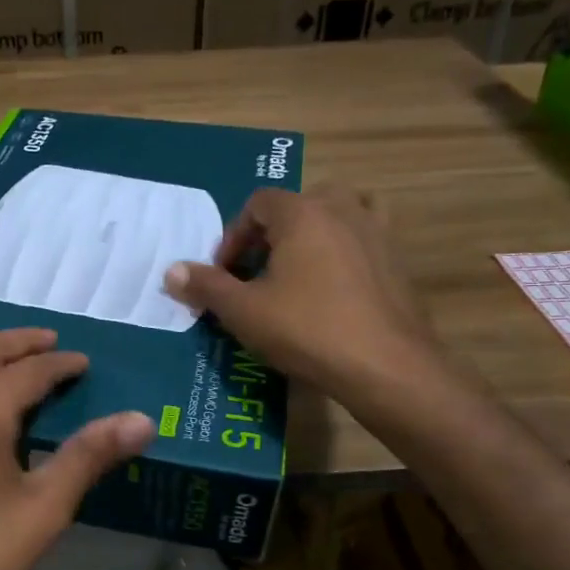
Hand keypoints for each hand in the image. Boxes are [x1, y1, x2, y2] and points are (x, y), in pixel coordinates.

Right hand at [163, 185, 446, 406]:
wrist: (386, 366)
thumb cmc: (307, 330)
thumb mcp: (243, 311)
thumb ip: (206, 286)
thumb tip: (171, 271)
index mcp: (303, 212)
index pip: (257, 203)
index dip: (233, 236)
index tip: (225, 274)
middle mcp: (343, 209)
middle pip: (297, 205)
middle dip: (270, 234)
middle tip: (257, 273)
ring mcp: (377, 232)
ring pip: (336, 216)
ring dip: (310, 236)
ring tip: (297, 273)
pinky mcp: (398, 260)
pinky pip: (364, 240)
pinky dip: (345, 250)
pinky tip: (335, 286)